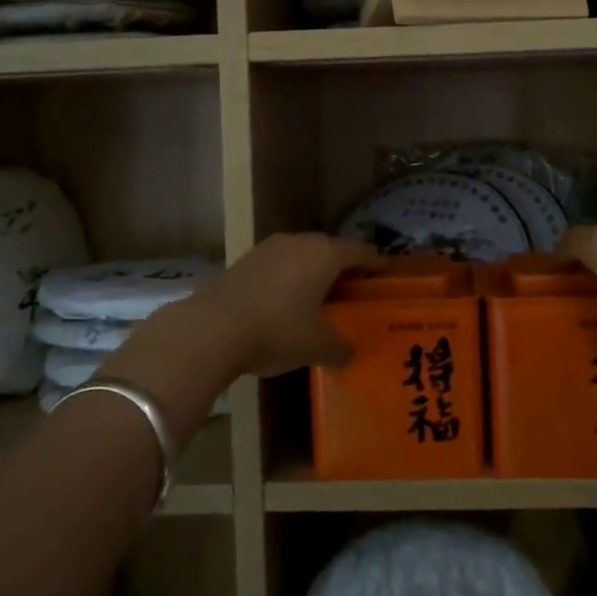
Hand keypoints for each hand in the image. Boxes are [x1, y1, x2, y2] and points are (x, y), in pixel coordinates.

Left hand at [193, 233, 381, 378]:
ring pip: (301, 255)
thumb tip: (348, 353)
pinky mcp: (244, 261)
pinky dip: (288, 279)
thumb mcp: (318, 346)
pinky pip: (278, 265)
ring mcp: (268, 249)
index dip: (374, 262)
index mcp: (324, 255)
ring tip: (319, 296)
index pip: (358, 251)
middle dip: (342, 267)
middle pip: (329, 249)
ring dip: (312, 272)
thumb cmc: (278, 330)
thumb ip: (340, 347)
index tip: (383, 272)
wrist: (212, 329)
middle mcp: (298, 242)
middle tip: (352, 288)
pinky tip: (285, 302)